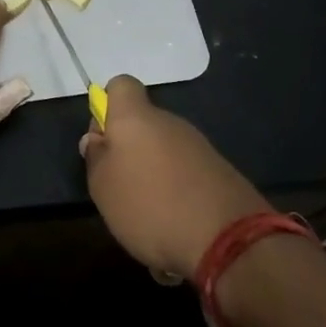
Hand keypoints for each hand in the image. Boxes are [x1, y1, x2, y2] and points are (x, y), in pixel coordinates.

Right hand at [79, 76, 271, 278]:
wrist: (229, 240)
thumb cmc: (150, 206)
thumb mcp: (103, 187)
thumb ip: (96, 157)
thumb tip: (98, 138)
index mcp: (136, 118)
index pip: (121, 85)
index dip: (108, 105)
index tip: (103, 138)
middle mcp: (170, 122)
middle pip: (143, 122)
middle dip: (130, 148)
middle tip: (119, 186)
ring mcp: (199, 146)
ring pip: (165, 149)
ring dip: (154, 172)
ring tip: (148, 213)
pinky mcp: (221, 172)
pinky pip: (187, 173)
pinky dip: (177, 191)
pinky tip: (175, 222)